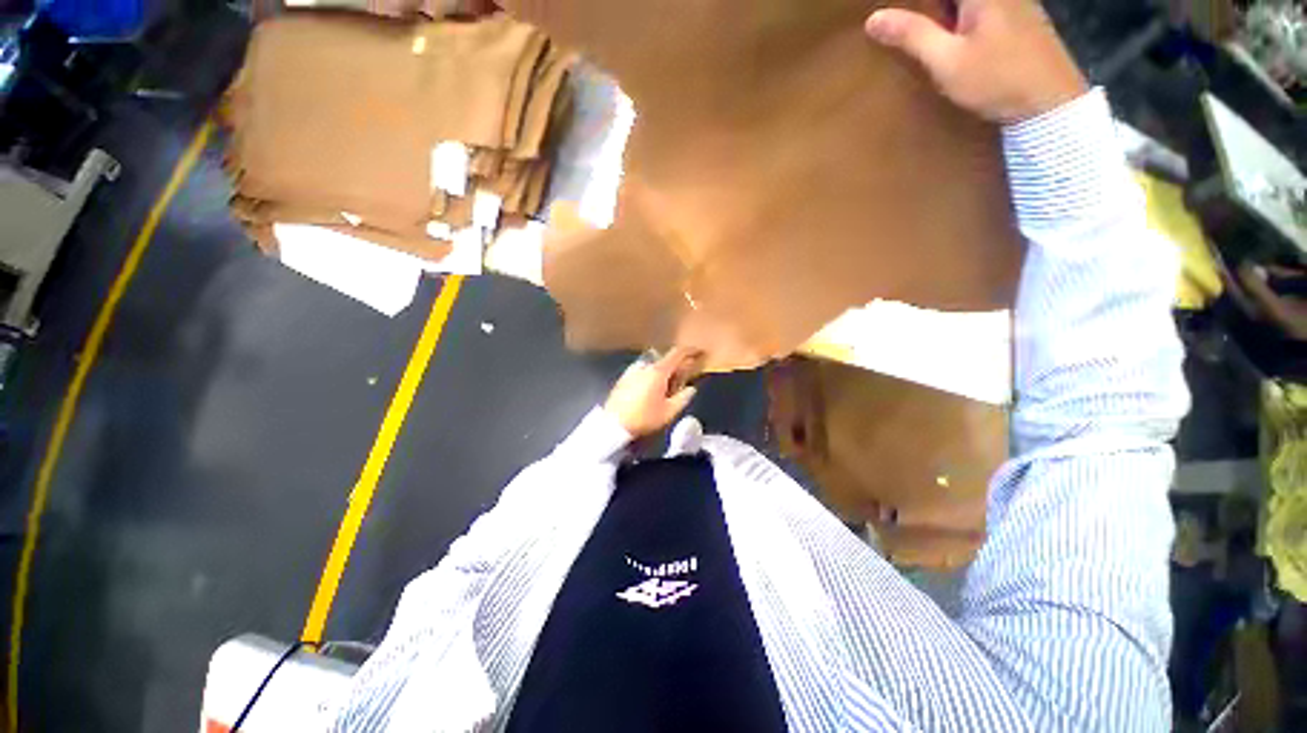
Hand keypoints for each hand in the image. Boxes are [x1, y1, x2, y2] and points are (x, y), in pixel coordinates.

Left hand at [604, 348, 700, 437]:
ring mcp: (632, 370)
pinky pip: (643, 371)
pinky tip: (652, 388)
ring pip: (654, 365)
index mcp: (658, 371)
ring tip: (669, 384)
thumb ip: (683, 398)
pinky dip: (652, 374)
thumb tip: (691, 388)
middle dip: (678, 364)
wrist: (613, 424)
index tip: (699, 352)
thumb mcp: (669, 412)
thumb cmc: (644, 418)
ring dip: (664, 370)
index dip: (690, 351)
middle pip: (665, 359)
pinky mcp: (624, 378)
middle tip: (685, 375)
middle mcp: (645, 366)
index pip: (677, 353)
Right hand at [864, 0, 1087, 123]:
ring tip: (922, 33)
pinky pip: (985, 9)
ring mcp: (1017, 1)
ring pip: (970, 4)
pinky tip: (954, 38)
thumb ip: (912, 35)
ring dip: (945, 15)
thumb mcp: (947, 60)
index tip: (892, 13)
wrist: (1050, 102)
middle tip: (903, 27)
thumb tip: (873, 18)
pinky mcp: (1023, 17)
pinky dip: (963, 19)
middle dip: (928, 10)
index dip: (914, 5)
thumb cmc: (996, 79)